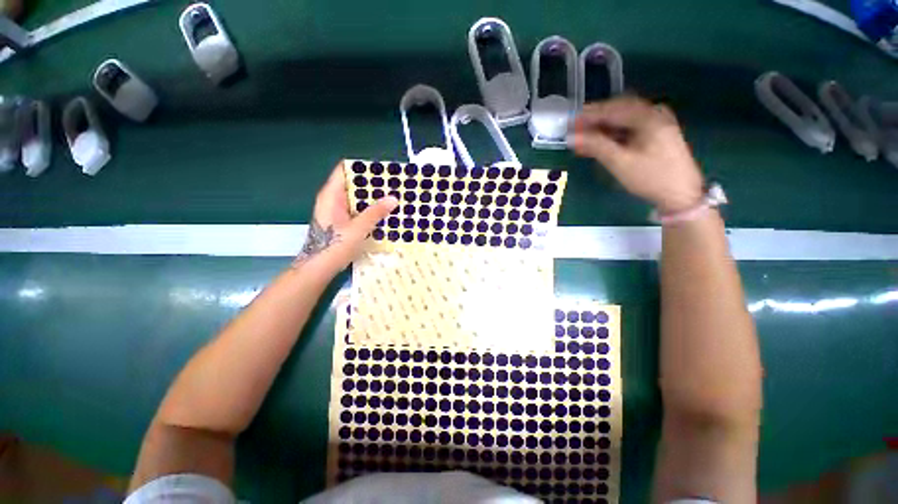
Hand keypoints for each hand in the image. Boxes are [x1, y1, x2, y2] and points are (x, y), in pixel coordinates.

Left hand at [296, 161, 398, 274]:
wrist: (319, 267)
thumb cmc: (334, 245)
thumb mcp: (358, 228)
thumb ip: (375, 212)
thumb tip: (394, 198)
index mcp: (331, 195)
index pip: (344, 170)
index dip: (362, 167)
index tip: (382, 170)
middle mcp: (333, 199)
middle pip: (352, 183)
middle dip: (372, 183)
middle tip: (393, 184)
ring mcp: (337, 210)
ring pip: (356, 197)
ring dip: (372, 197)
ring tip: (392, 197)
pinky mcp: (342, 221)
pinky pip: (357, 209)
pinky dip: (369, 209)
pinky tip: (384, 212)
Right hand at [571, 96, 704, 213]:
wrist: (681, 194)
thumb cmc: (651, 177)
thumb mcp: (620, 162)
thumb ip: (596, 146)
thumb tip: (572, 137)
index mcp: (648, 117)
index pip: (613, 109)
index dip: (589, 114)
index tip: (571, 121)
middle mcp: (655, 114)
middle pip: (620, 110)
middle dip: (596, 119)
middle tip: (577, 128)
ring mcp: (659, 123)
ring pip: (625, 118)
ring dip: (604, 126)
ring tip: (586, 136)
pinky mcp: (659, 133)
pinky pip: (632, 126)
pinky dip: (616, 132)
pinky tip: (604, 140)